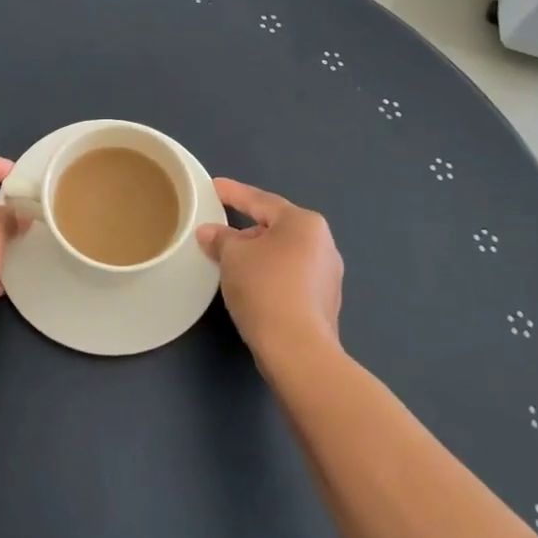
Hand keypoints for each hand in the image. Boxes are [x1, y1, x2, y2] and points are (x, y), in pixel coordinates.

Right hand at [197, 178, 342, 359]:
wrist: (298, 350)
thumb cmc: (265, 289)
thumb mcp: (233, 257)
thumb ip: (220, 238)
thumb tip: (210, 232)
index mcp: (303, 223)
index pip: (261, 201)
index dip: (234, 193)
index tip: (215, 187)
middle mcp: (323, 243)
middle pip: (276, 227)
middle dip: (246, 229)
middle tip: (219, 233)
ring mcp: (328, 275)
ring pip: (285, 254)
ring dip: (259, 255)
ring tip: (232, 262)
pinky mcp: (325, 302)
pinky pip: (291, 277)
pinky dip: (270, 276)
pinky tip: (252, 287)